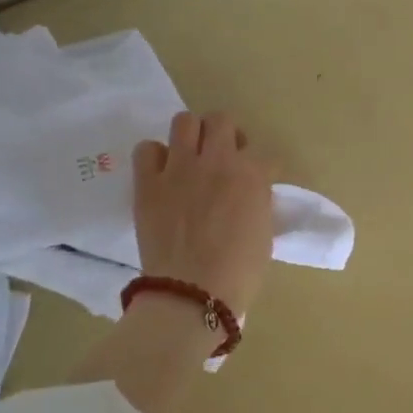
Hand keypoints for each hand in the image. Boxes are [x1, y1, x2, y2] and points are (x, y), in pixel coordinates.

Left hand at [133, 111, 273, 317]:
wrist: (193, 292)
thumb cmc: (239, 271)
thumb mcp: (265, 232)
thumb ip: (259, 202)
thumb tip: (252, 192)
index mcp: (252, 174)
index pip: (261, 152)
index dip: (258, 166)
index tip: (254, 181)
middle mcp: (217, 161)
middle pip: (222, 120)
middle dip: (225, 134)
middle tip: (221, 157)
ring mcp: (180, 168)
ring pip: (185, 121)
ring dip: (191, 135)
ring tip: (190, 156)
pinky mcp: (149, 182)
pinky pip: (147, 148)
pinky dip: (155, 156)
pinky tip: (161, 173)